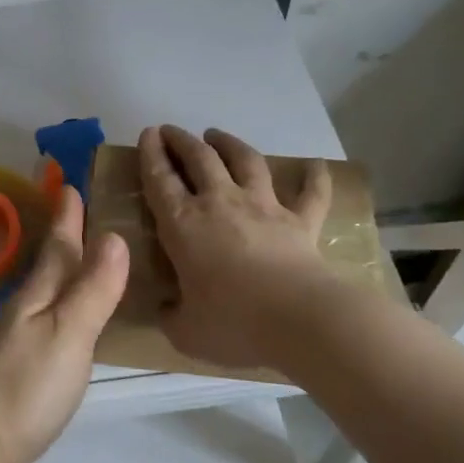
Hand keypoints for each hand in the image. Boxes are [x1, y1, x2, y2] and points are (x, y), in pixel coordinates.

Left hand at [0, 185, 128, 462]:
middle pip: (52, 263)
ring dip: (70, 268)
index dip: (66, 215)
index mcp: (39, 294)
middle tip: (86, 209)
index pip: (58, 244)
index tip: (70, 181)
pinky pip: (55, 318)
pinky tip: (79, 316)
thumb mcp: (68, 332)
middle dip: (67, 234)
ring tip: (92, 254)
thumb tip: (114, 235)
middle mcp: (30, 308)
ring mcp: (25, 338)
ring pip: (52, 289)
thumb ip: (92, 288)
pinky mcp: (27, 366)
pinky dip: (69, 305)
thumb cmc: (27, 385)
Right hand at [138, 124, 331, 369]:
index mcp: (183, 225)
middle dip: (181, 141)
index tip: (147, 135)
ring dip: (230, 144)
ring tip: (217, 135)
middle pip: (200, 159)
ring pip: (246, 161)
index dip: (151, 154)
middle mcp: (221, 204)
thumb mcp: (185, 331)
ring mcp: (264, 208)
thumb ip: (171, 316)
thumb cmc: (233, 323)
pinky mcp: (301, 221)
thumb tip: (167, 310)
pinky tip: (316, 165)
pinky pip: (311, 193)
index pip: (160, 180)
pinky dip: (314, 177)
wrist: (299, 320)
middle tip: (171, 131)